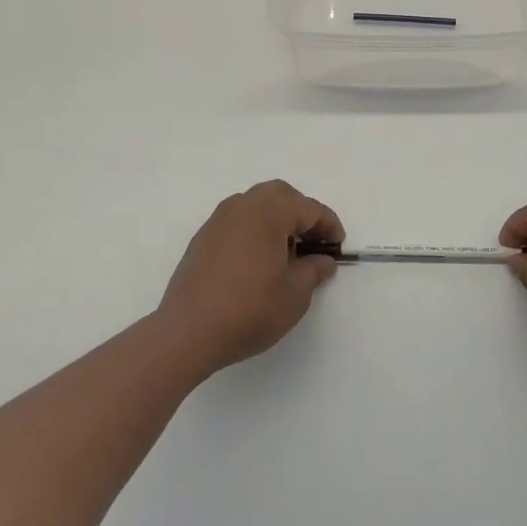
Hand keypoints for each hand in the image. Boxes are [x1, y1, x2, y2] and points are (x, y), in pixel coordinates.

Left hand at [156, 181, 342, 376]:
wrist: (189, 331)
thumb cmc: (250, 310)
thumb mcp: (295, 294)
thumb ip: (314, 270)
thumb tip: (323, 260)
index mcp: (269, 213)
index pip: (309, 209)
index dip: (329, 225)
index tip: (337, 246)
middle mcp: (243, 206)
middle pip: (280, 194)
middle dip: (301, 213)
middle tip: (313, 242)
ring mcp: (219, 220)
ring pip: (256, 203)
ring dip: (276, 218)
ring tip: (286, 251)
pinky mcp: (204, 237)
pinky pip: (237, 220)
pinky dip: (254, 228)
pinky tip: (257, 259)